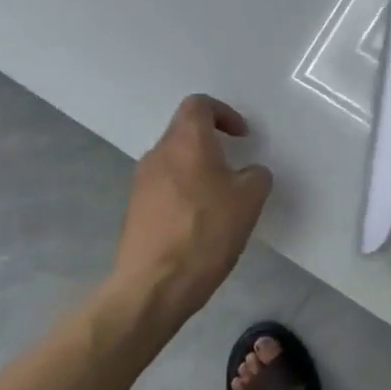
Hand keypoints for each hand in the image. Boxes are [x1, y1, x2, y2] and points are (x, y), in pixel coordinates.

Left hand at [114, 95, 272, 325]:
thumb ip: (256, 176)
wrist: (155, 284)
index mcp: (186, 141)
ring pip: (174, 162)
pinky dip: (184, 193)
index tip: (242, 137)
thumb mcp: (250, 200)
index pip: (199, 105)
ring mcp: (141, 182)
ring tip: (220, 200)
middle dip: (212, 145)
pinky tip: (200, 223)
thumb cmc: (207, 231)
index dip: (224, 113)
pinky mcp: (134, 210)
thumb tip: (248, 174)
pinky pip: (164, 188)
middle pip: (184, 133)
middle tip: (235, 169)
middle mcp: (158, 154)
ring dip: (197, 171)